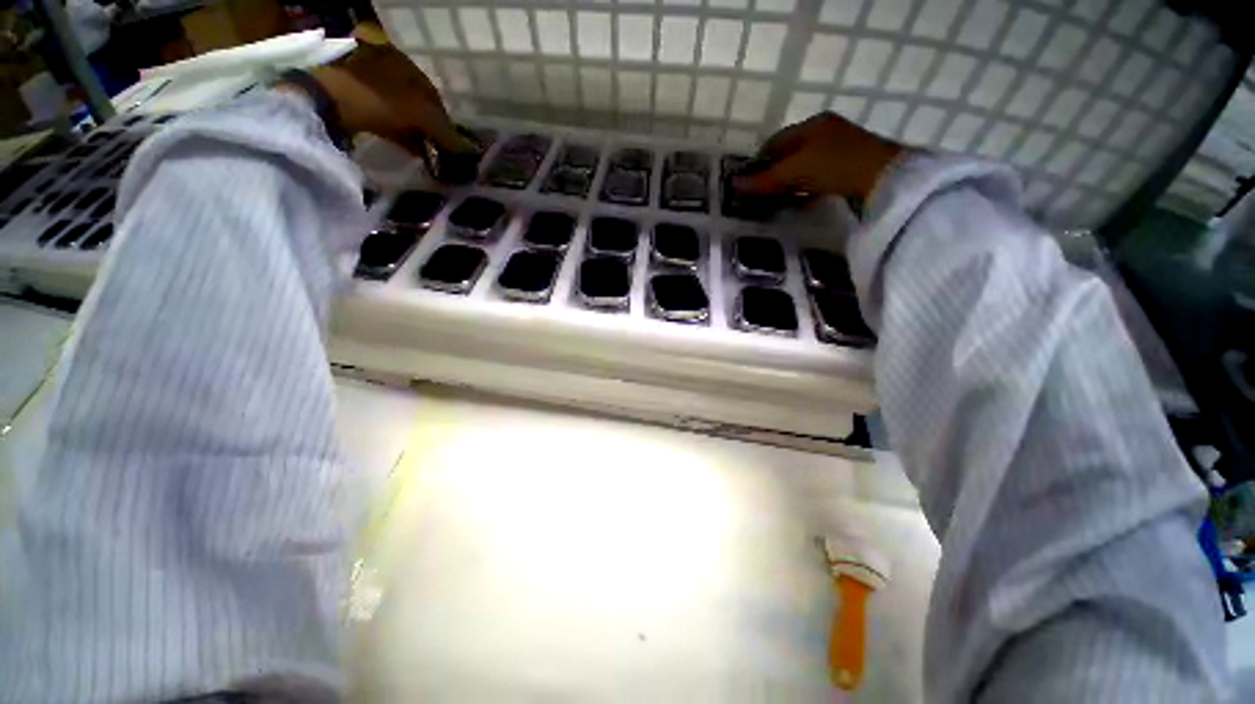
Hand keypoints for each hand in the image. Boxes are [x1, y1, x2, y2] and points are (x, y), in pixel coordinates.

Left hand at [303, 37, 475, 155]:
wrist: (329, 100)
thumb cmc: (382, 100)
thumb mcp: (423, 116)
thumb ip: (448, 134)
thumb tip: (469, 151)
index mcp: (406, 61)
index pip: (435, 95)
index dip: (446, 122)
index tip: (451, 145)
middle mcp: (387, 63)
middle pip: (417, 103)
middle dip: (428, 127)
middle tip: (437, 150)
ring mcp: (367, 77)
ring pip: (400, 110)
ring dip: (414, 132)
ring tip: (423, 153)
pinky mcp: (352, 94)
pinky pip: (383, 115)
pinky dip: (396, 132)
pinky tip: (405, 148)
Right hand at [734, 112, 906, 201]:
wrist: (884, 177)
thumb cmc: (834, 165)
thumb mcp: (794, 172)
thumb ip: (764, 180)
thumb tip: (733, 185)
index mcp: (812, 124)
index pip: (776, 142)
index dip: (760, 162)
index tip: (750, 183)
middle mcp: (826, 130)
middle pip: (790, 153)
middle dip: (775, 173)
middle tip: (764, 195)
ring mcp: (841, 146)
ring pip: (805, 164)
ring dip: (791, 181)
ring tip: (781, 200)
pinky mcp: (851, 164)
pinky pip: (820, 174)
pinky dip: (808, 186)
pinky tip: (804, 199)